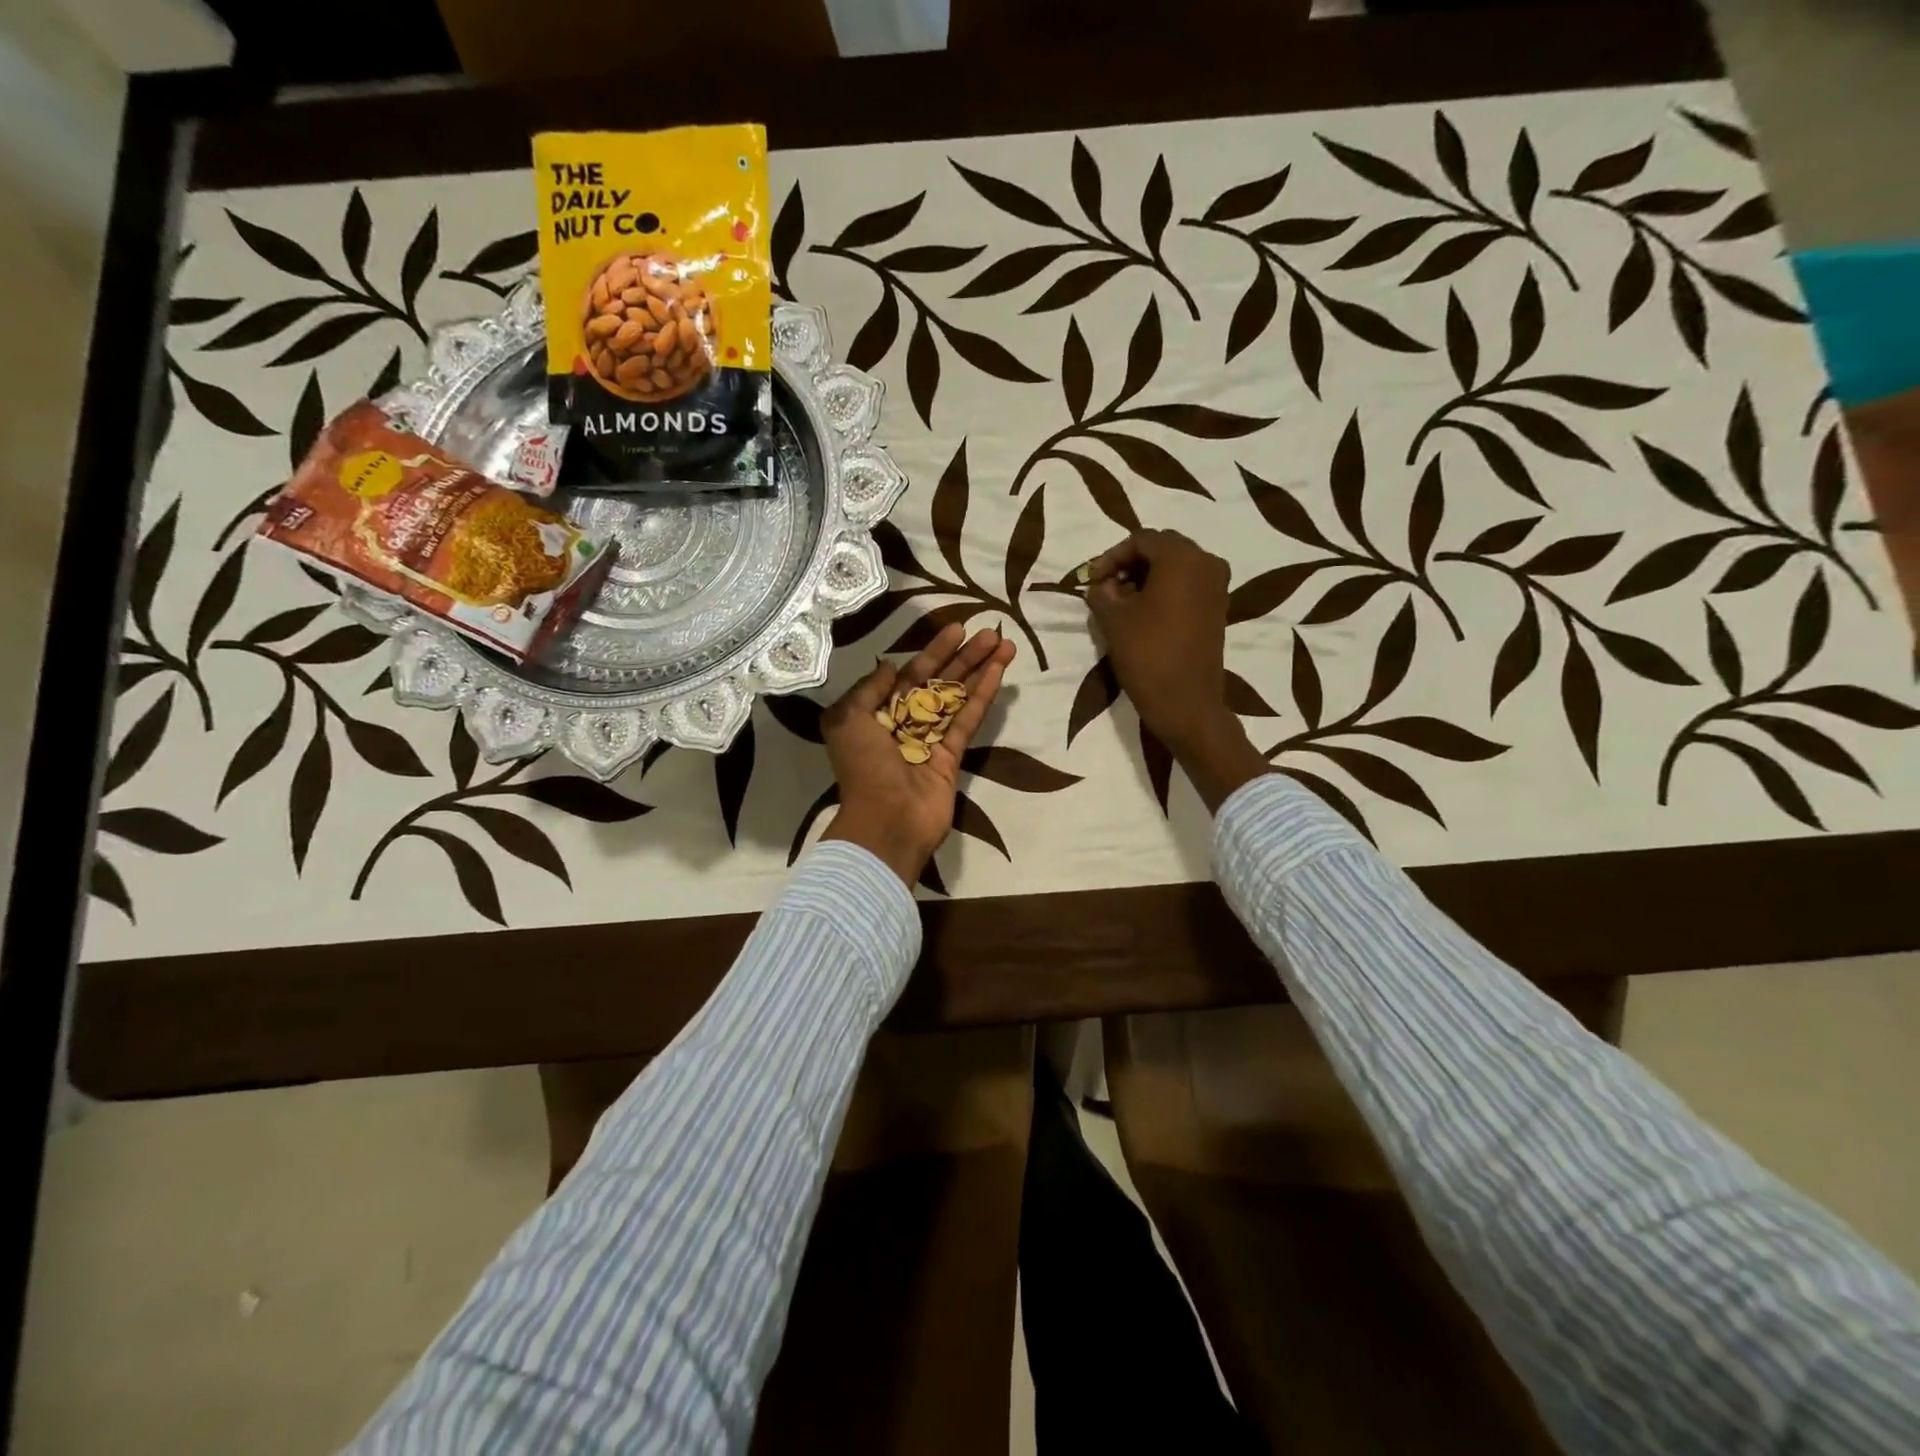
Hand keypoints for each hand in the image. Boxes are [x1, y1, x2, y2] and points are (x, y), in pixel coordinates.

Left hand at [820, 624, 1016, 884]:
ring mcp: (930, 740)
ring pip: (958, 697)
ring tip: (1005, 644)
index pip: (910, 674)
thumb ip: (869, 689)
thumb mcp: (848, 720)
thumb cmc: (863, 768)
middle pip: (939, 682)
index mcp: (876, 714)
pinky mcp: (952, 757)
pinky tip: (998, 673)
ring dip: (980, 670)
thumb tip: (891, 667)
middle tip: (990, 632)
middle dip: (964, 657)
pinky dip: (982, 697)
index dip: (933, 652)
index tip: (956, 629)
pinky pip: (968, 720)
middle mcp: (904, 723)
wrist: (886, 821)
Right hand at [1085, 530, 1267, 811]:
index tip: (1092, 580)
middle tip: (1105, 586)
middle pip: (1162, 548)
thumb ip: (1102, 592)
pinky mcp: (1218, 608)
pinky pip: (1188, 584)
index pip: (1141, 540)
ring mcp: (1217, 586)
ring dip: (1147, 576)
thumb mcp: (1113, 620)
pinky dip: (1165, 589)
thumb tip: (1102, 584)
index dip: (1111, 556)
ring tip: (1121, 600)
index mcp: (1182, 558)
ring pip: (1176, 566)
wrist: (1186, 703)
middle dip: (1131, 563)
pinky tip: (1143, 611)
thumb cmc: (1147, 655)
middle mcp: (1207, 563)